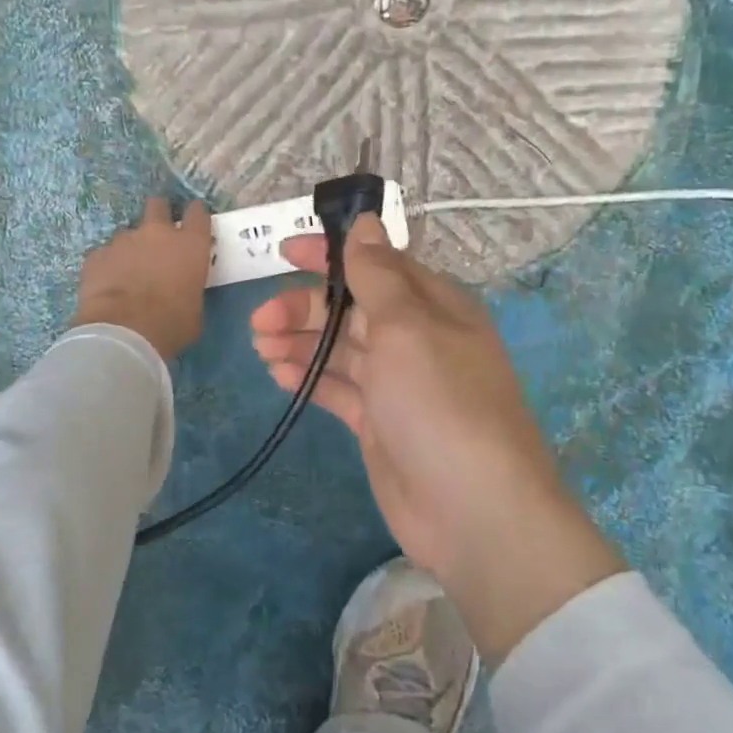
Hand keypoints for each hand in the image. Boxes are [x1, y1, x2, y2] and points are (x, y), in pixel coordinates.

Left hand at [72, 198, 212, 360]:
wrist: (124, 333)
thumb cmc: (171, 324)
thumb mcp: (195, 309)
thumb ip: (189, 288)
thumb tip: (182, 290)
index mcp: (189, 245)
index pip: (197, 214)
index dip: (195, 215)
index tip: (193, 223)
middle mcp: (157, 233)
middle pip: (157, 206)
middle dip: (158, 214)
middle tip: (157, 235)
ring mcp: (123, 240)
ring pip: (128, 234)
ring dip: (131, 248)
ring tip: (128, 273)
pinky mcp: (96, 255)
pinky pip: (105, 255)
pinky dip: (108, 266)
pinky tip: (107, 285)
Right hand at [250, 215, 625, 663]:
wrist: (472, 510)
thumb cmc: (440, 402)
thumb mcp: (407, 326)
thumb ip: (378, 275)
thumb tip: (366, 222)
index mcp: (433, 305)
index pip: (376, 264)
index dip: (330, 255)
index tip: (284, 251)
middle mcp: (416, 339)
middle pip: (351, 308)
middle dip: (305, 307)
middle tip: (260, 321)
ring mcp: (397, 384)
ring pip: (340, 348)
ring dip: (300, 342)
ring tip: (261, 347)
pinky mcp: (380, 423)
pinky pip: (339, 389)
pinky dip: (310, 379)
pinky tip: (279, 375)